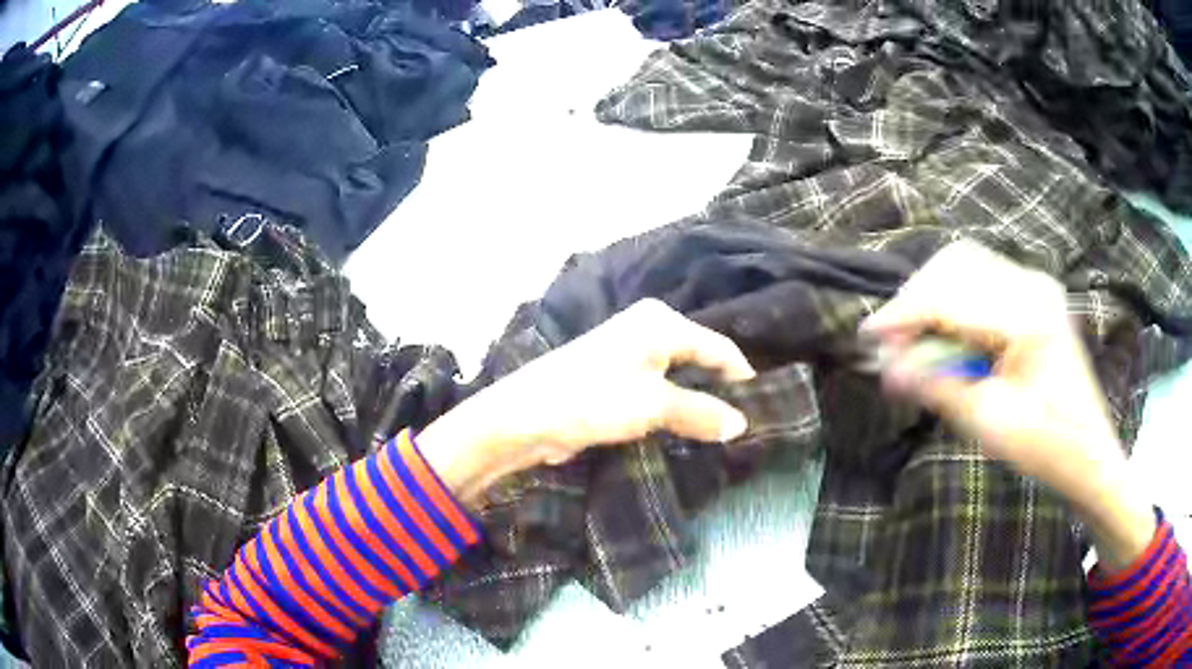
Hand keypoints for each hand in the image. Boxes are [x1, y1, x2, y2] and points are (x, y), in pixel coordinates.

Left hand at [418, 299, 754, 504]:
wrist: (526, 416)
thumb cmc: (594, 400)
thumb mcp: (654, 406)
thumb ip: (701, 412)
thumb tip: (741, 424)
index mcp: (662, 321)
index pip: (719, 346)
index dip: (742, 378)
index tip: (762, 410)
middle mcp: (648, 327)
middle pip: (700, 357)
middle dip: (719, 390)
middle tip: (743, 424)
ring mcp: (629, 350)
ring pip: (679, 374)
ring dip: (696, 400)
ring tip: (720, 430)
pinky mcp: (615, 374)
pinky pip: (658, 386)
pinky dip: (673, 404)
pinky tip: (685, 427)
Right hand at [861, 241, 1153, 568]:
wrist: (1089, 454)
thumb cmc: (1047, 449)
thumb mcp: (990, 424)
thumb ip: (939, 386)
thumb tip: (884, 368)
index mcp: (1028, 315)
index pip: (951, 294)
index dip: (904, 313)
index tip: (867, 336)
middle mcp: (1031, 284)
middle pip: (955, 265)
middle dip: (916, 299)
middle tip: (891, 343)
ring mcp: (1035, 285)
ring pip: (965, 267)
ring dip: (933, 297)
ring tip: (914, 339)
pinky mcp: (1034, 296)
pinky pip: (981, 281)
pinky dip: (954, 302)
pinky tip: (946, 334)